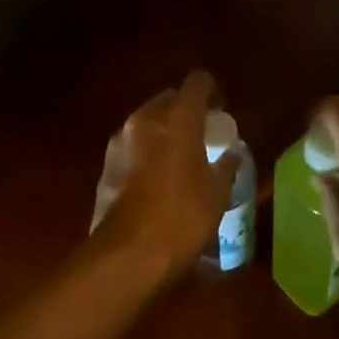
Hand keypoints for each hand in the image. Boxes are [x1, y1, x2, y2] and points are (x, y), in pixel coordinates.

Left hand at [87, 70, 240, 284]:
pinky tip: (158, 177)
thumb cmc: (182, 218)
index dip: (211, 90)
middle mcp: (146, 119)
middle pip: (169, 99)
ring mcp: (121, 140)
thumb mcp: (217, 194)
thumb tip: (232, 154)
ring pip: (147, 120)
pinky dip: (147, 151)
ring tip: (180, 155)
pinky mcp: (107, 163)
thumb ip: (226, 167)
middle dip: (185, 109)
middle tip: (202, 133)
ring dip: (164, 129)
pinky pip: (133, 145)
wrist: (127, 255)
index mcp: (178, 119)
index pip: (197, 83)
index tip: (221, 109)